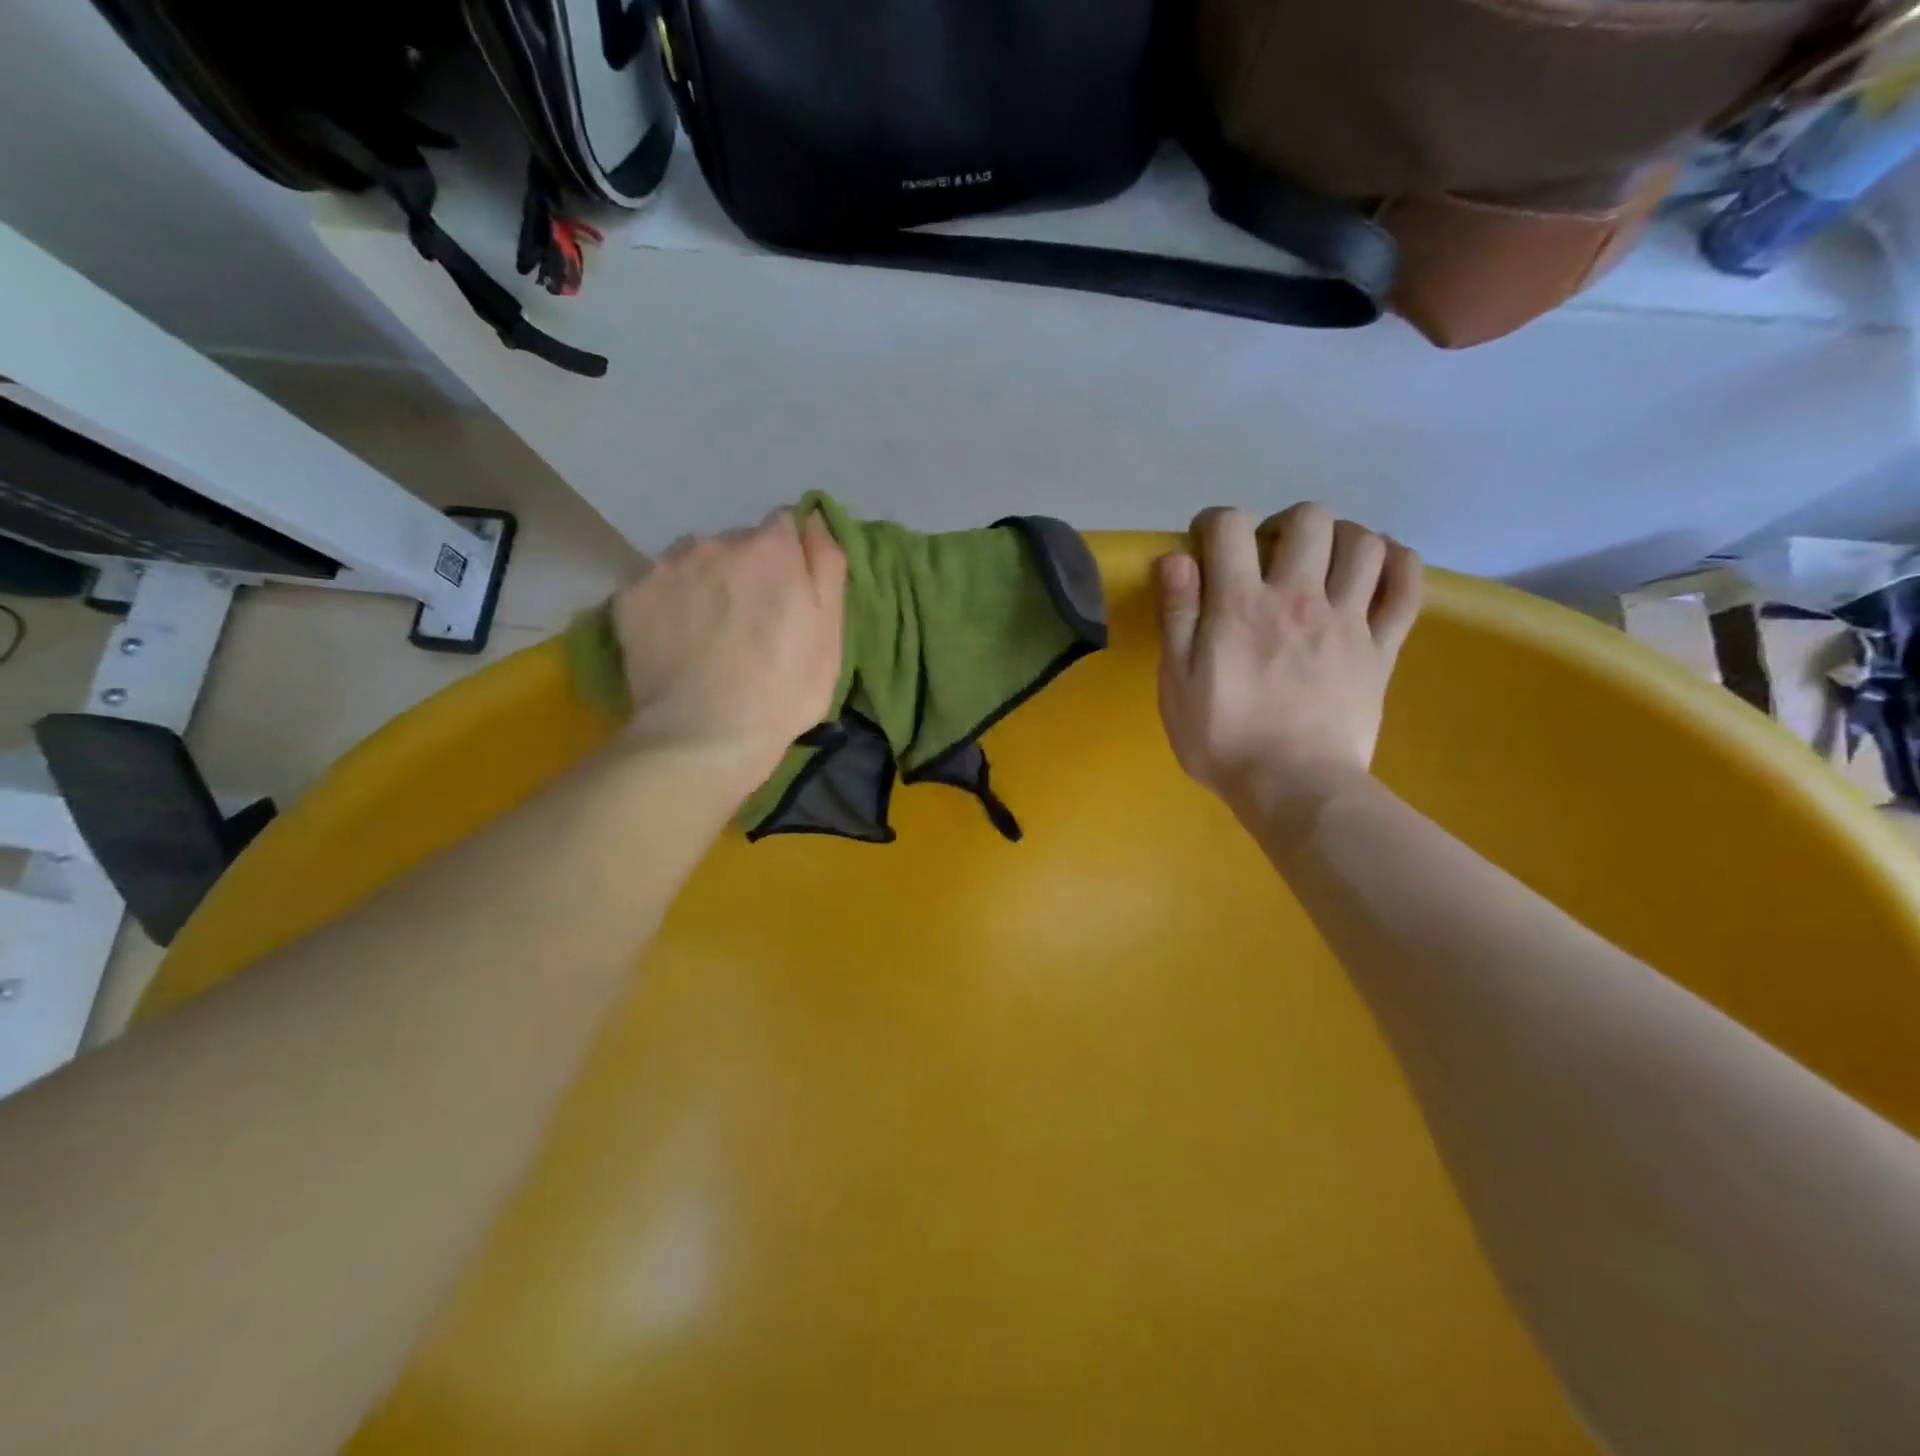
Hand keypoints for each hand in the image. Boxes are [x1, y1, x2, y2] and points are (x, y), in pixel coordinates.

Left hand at [610, 508, 845, 786]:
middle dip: (747, 570)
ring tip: (709, 631)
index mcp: (770, 549)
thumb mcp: (831, 634)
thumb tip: (814, 519)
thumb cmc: (783, 690)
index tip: (790, 593)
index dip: (790, 558)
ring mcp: (666, 567)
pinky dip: (670, 603)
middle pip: (738, 543)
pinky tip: (677, 640)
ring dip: (706, 581)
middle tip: (750, 622)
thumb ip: (826, 566)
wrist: (705, 736)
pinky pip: (658, 585)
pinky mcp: (630, 596)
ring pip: (695, 560)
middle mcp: (715, 543)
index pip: (785, 524)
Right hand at [1156, 503, 1421, 826]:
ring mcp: (1348, 620)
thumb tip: (1176, 559)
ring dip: (1340, 538)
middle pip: (1309, 519)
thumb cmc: (1223, 740)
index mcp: (1241, 606)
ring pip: (1363, 543)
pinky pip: (1408, 587)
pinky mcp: (1381, 647)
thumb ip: (1177, 616)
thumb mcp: (1178, 683)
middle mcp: (1298, 598)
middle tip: (1270, 555)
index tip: (1208, 545)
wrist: (1293, 788)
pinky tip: (1379, 566)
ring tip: (1322, 563)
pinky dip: (1399, 564)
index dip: (1215, 523)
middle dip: (1285, 524)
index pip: (1230, 527)